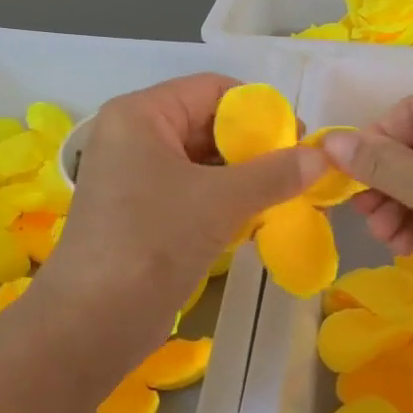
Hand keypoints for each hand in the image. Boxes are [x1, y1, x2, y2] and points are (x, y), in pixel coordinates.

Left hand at [44, 74, 323, 357]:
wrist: (91, 323)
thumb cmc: (153, 241)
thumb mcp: (220, 201)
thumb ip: (274, 174)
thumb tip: (321, 158)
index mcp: (142, 114)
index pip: (212, 89)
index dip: (259, 109)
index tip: (298, 139)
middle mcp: (134, 136)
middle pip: (207, 123)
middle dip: (254, 146)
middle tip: (298, 170)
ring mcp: (134, 176)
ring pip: (202, 160)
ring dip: (243, 175)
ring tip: (286, 193)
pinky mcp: (140, 212)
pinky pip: (191, 190)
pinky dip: (224, 198)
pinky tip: (257, 216)